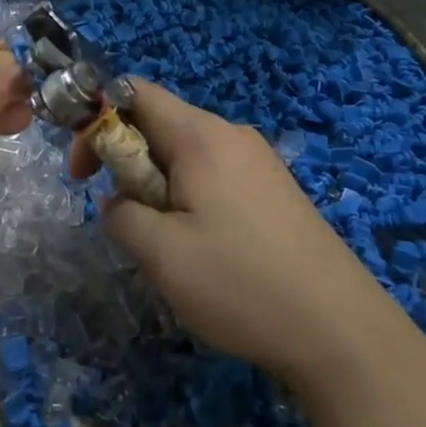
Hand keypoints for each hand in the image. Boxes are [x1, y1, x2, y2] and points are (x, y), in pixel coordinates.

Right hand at [72, 81, 409, 386]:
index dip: (96, 119)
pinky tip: (203, 251)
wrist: (342, 334)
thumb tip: (119, 203)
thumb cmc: (240, 283)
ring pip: (186, 157)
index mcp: (201, 135)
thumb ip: (120, 214)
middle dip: (127, 164)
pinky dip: (190, 201)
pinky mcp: (276, 194)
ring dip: (157, 189)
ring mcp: (260, 164)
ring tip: (165, 244)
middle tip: (125, 218)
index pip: (134, 92)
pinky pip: (215, 179)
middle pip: (159, 125)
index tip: (83, 172)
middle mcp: (232, 136)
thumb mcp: (159, 253)